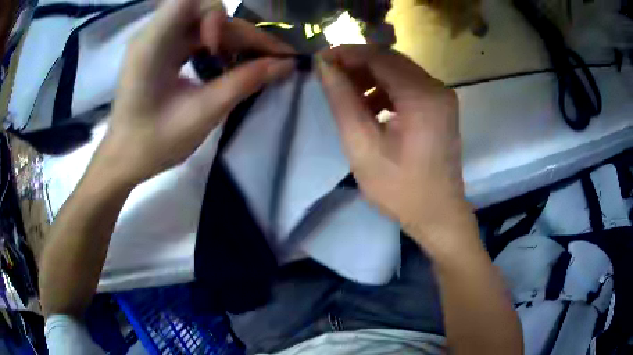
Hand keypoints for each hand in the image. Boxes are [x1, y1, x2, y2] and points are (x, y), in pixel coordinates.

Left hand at [98, 0, 294, 184]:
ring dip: (232, 40)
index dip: (216, 14)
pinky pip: (196, 36)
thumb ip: (244, 82)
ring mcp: (157, 40)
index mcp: (152, 44)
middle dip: (239, 33)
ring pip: (205, 24)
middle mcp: (154, 33)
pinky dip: (217, 46)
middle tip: (272, 59)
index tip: (222, 46)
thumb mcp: (202, 114)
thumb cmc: (153, 144)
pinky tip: (227, 66)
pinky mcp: (161, 50)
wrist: (124, 159)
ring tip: (253, 65)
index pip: (190, 0)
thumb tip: (285, 64)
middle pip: (205, 13)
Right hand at [317, 45, 472, 246]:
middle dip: (357, 63)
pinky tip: (370, 106)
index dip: (346, 53)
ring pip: (399, 71)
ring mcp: (442, 97)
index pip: (379, 57)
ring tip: (346, 93)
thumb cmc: (400, 189)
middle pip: (391, 60)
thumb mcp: (362, 146)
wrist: (438, 214)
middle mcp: (437, 88)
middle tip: (328, 75)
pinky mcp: (440, 107)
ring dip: (370, 76)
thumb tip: (324, 66)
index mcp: (422, 96)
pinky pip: (408, 86)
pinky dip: (385, 89)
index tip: (319, 60)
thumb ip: (343, 100)